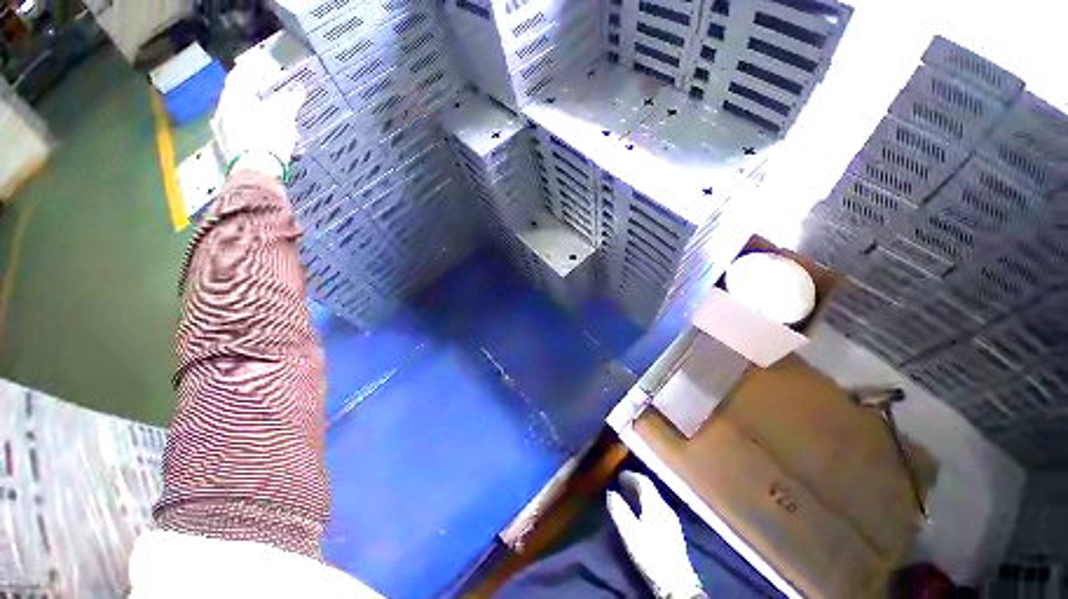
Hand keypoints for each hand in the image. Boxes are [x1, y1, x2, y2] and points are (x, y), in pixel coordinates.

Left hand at [212, 50, 304, 180]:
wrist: (256, 174)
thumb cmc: (268, 140)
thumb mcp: (283, 117)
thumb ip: (289, 101)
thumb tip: (298, 90)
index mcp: (232, 98)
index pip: (240, 77)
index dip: (254, 71)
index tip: (265, 69)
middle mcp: (221, 112)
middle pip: (237, 98)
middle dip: (254, 96)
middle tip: (269, 96)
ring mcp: (221, 132)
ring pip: (238, 116)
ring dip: (252, 115)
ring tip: (269, 119)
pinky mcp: (228, 150)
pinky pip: (239, 133)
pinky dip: (251, 130)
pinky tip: (262, 135)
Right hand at [607, 471, 703, 598]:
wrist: (677, 584)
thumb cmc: (650, 555)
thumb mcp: (629, 533)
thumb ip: (619, 510)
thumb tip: (610, 492)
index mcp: (654, 504)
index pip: (643, 482)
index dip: (631, 476)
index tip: (619, 474)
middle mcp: (665, 507)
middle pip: (650, 489)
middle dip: (636, 483)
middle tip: (622, 483)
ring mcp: (672, 520)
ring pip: (655, 499)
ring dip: (642, 494)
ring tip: (630, 496)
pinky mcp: (674, 532)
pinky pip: (659, 508)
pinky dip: (648, 504)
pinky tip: (643, 513)